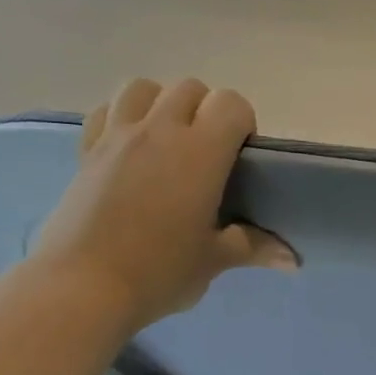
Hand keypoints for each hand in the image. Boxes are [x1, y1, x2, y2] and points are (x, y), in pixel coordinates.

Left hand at [31, 79, 293, 332]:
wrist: (83, 286)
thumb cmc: (159, 272)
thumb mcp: (213, 261)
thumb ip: (253, 247)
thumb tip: (292, 261)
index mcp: (200, 152)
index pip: (231, 104)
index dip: (242, 122)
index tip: (241, 156)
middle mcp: (159, 130)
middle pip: (190, 89)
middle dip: (206, 111)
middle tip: (208, 154)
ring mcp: (117, 136)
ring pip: (143, 88)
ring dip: (162, 103)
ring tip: (167, 140)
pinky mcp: (86, 150)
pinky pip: (107, 110)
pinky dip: (123, 116)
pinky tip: (129, 147)